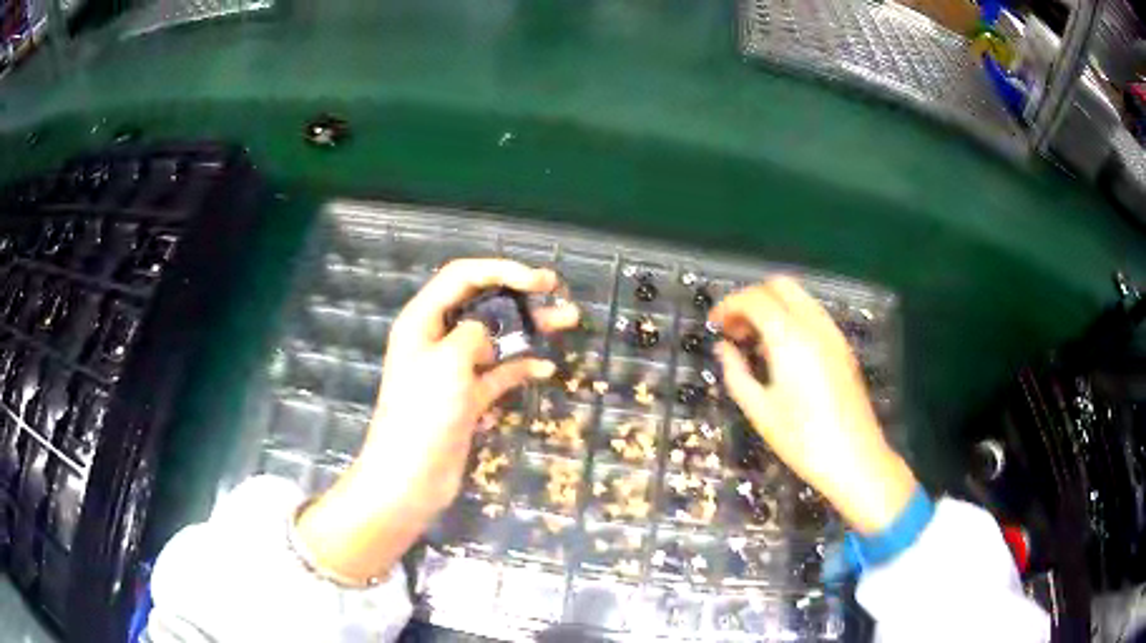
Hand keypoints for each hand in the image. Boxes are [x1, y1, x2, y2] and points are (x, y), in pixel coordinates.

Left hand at [297, 259, 578, 582]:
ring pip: (494, 338)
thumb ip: (472, 334)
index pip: (462, 277)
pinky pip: (498, 373)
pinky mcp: (467, 398)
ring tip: (566, 321)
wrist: (411, 478)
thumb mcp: (448, 363)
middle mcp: (436, 339)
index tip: (538, 280)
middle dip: (518, 294)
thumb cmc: (423, 415)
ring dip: (527, 328)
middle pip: (480, 303)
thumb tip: (486, 332)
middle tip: (555, 290)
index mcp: (422, 320)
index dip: (500, 270)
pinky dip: (520, 367)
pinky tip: (546, 368)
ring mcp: (453, 370)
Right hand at [711, 277, 915, 534]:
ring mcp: (834, 334)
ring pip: (799, 297)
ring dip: (773, 307)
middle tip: (735, 329)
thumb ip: (736, 373)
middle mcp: (815, 325)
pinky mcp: (843, 347)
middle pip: (780, 285)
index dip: (729, 305)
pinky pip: (813, 315)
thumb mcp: (760, 411)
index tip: (714, 324)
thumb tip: (724, 348)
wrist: (855, 459)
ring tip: (754, 342)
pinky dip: (791, 318)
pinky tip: (782, 352)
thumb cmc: (802, 440)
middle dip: (752, 298)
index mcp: (791, 338)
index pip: (755, 299)